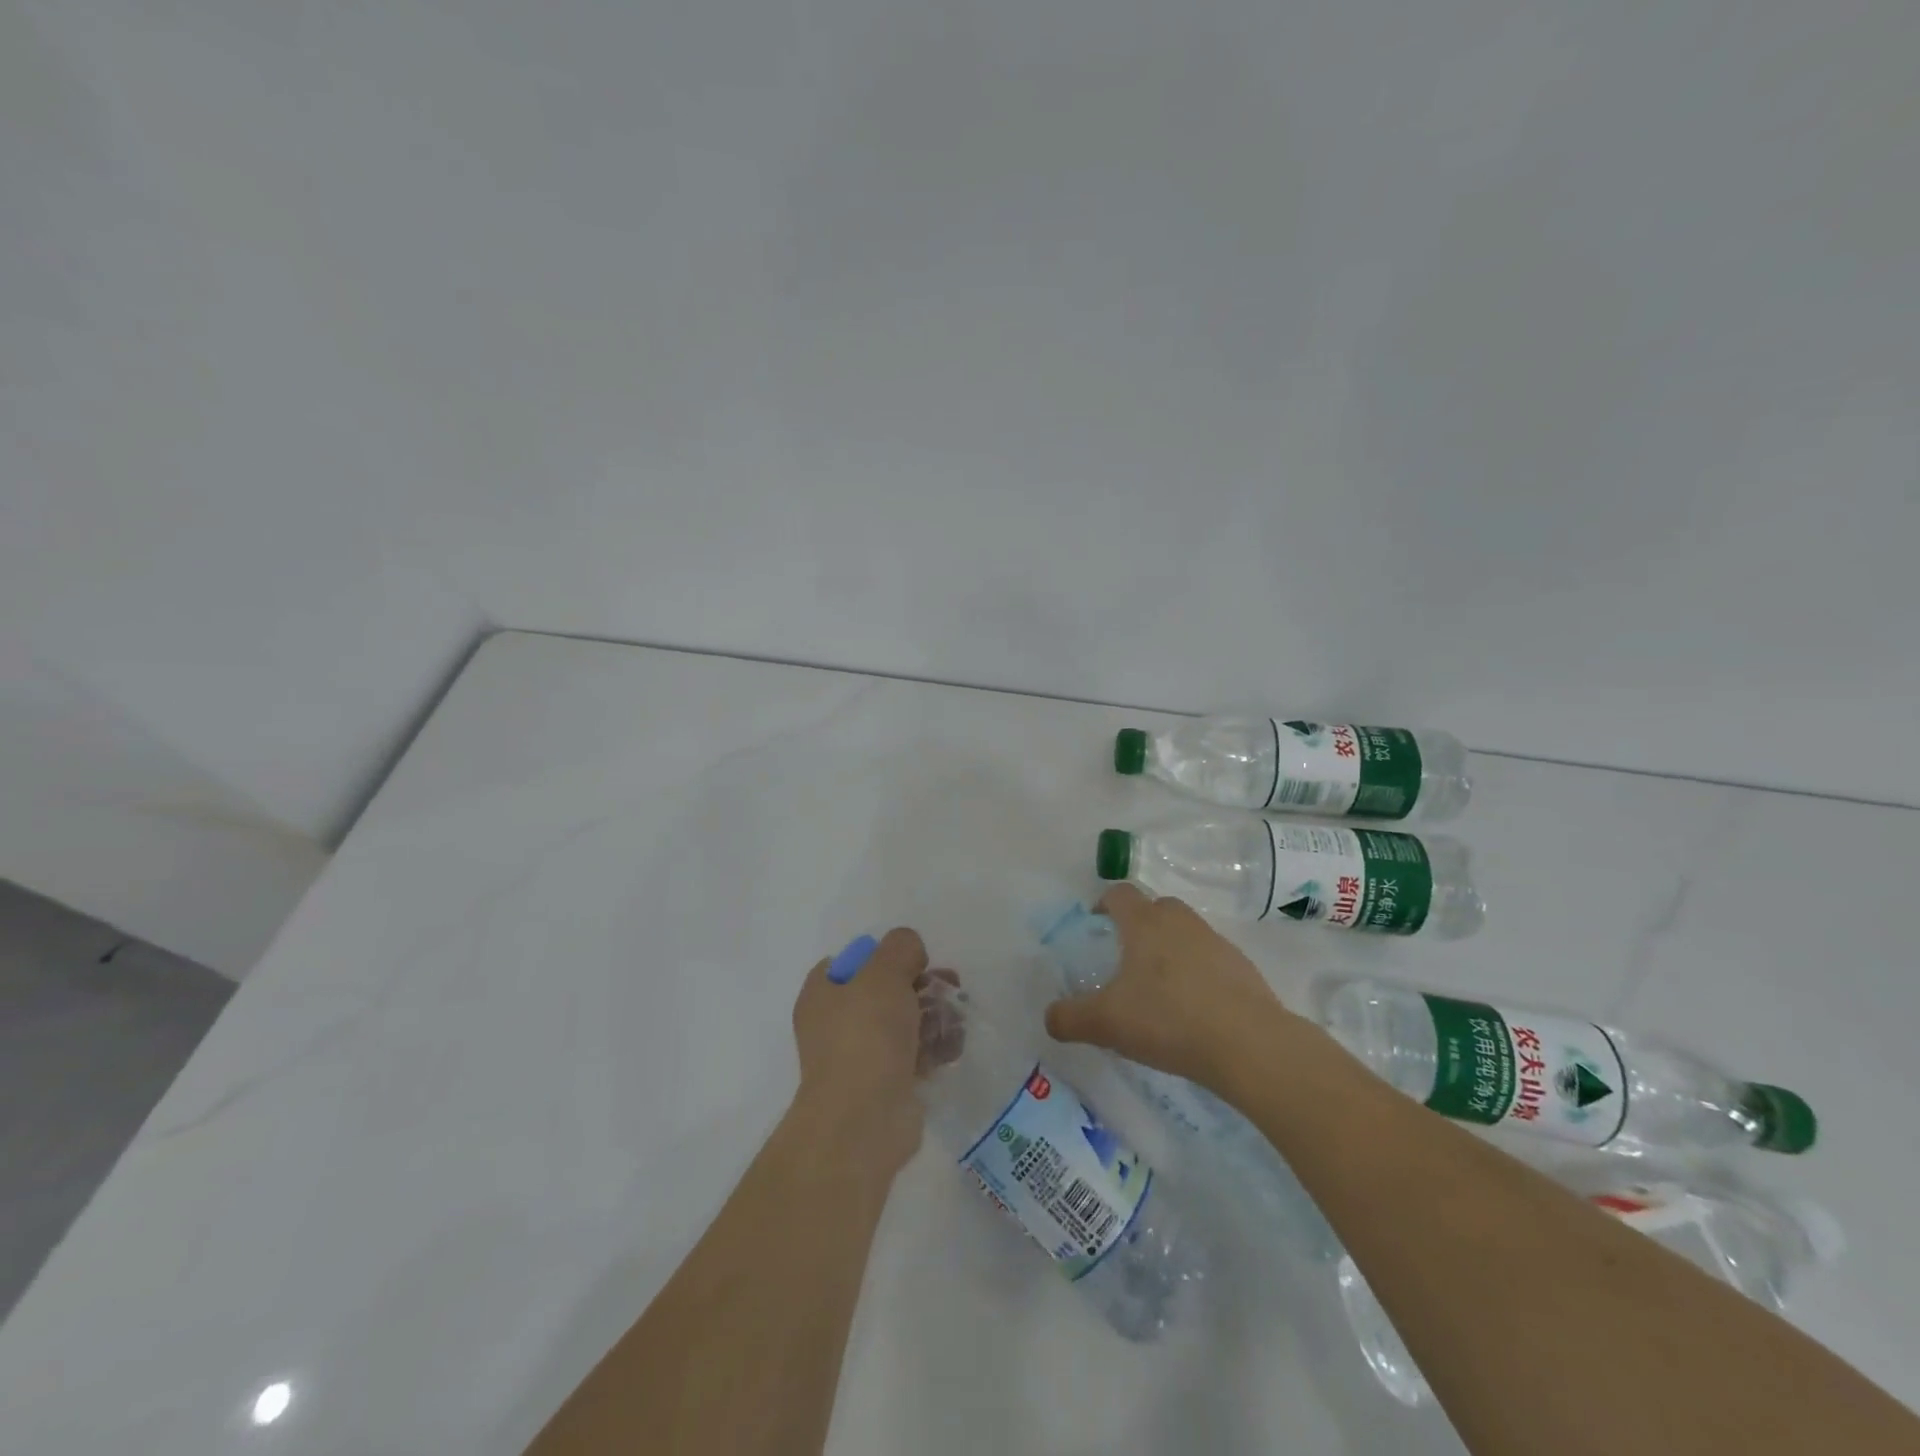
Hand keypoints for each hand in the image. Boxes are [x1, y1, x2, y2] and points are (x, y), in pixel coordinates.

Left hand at [791, 927, 933, 1176]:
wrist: (864, 1119)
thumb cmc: (866, 1035)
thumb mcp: (884, 972)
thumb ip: (900, 947)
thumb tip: (910, 953)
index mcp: (822, 993)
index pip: (851, 962)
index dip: (883, 955)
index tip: (911, 960)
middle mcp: (836, 1023)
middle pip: (885, 990)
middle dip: (922, 985)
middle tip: (950, 985)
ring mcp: (861, 1056)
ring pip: (904, 1022)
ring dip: (935, 1015)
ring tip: (957, 1017)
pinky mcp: (886, 1084)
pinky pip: (915, 1054)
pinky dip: (935, 1047)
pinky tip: (954, 1045)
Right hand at [1045, 884, 1290, 1086]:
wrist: (1248, 1044)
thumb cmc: (1168, 1019)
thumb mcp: (1106, 1023)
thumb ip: (1070, 1018)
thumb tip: (1049, 1018)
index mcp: (1144, 923)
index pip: (1120, 893)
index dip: (1104, 902)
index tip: (1095, 922)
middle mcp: (1180, 922)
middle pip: (1156, 906)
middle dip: (1139, 923)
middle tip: (1126, 955)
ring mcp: (1215, 942)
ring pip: (1186, 932)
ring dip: (1171, 948)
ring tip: (1160, 986)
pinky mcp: (1242, 967)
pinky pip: (1211, 959)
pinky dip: (1198, 973)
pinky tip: (1194, 1008)